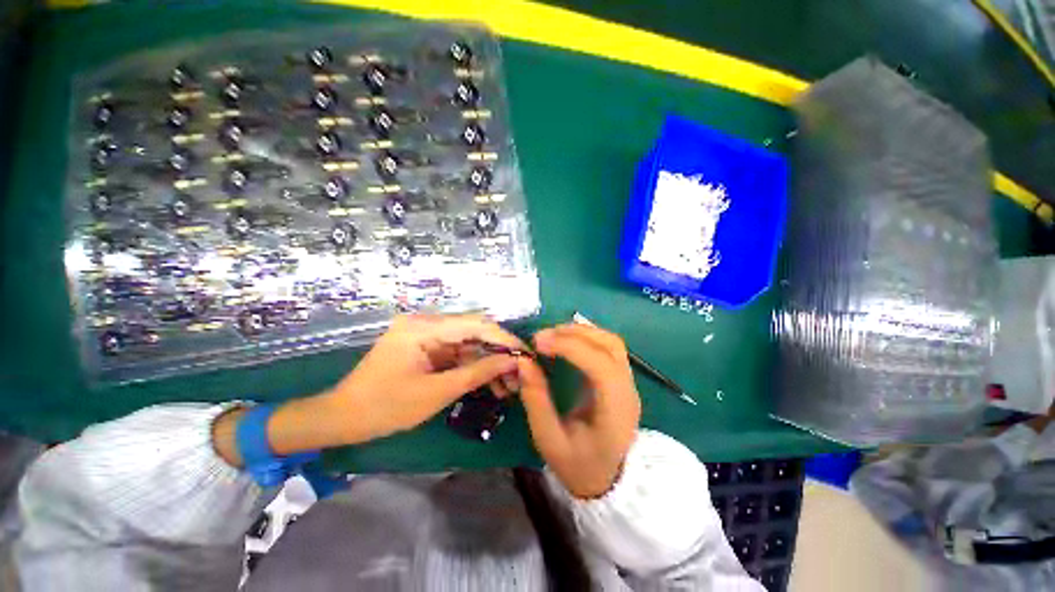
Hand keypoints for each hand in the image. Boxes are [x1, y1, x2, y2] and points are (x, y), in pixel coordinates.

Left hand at [323, 314, 524, 443]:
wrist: (343, 418)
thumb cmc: (385, 407)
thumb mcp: (436, 392)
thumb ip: (476, 373)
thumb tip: (511, 362)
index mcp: (423, 327)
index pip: (475, 324)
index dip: (503, 338)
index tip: (525, 354)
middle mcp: (426, 323)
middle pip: (473, 331)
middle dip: (498, 352)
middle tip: (518, 373)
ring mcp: (426, 334)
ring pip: (468, 343)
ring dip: (487, 362)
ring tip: (507, 385)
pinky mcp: (426, 346)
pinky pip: (456, 352)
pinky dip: (472, 366)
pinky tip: (488, 382)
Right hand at [517, 323, 641, 498]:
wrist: (607, 480)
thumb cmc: (578, 465)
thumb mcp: (549, 440)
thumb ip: (536, 400)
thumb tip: (524, 361)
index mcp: (615, 411)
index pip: (600, 365)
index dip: (569, 347)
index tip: (538, 343)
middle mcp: (627, 390)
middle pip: (610, 345)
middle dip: (574, 333)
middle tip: (542, 336)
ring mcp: (628, 382)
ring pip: (611, 342)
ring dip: (581, 331)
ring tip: (552, 335)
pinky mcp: (621, 378)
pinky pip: (607, 347)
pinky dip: (586, 337)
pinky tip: (566, 341)